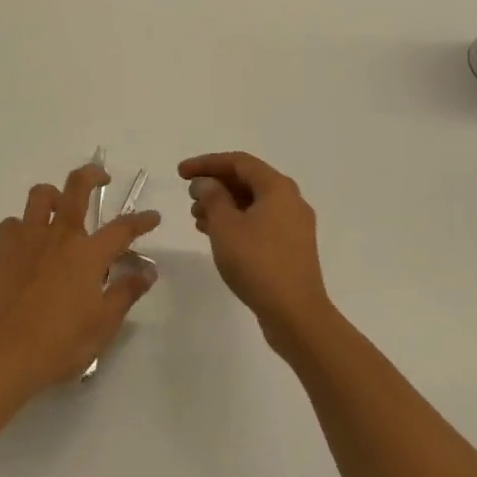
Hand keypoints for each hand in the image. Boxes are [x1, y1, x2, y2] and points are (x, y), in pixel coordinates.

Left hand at [0, 162, 160, 390]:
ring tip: (59, 206)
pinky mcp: (0, 249)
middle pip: (77, 187)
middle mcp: (59, 236)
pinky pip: (13, 223)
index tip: (153, 216)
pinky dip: (23, 226)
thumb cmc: (59, 344)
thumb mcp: (103, 325)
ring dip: (54, 195)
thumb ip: (126, 292)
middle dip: (93, 175)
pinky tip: (27, 243)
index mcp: (88, 254)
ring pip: (40, 195)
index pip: (122, 228)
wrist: (2, 354)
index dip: (141, 220)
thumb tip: (148, 270)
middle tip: (102, 178)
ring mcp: (27, 238)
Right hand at [180, 152, 332, 352]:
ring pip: (252, 203)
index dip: (207, 163)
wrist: (296, 314)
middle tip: (189, 196)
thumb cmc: (257, 263)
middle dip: (215, 184)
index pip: (238, 162)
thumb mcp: (225, 226)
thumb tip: (207, 183)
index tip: (181, 173)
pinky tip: (215, 235)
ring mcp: (294, 225)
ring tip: (196, 217)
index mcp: (277, 188)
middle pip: (247, 181)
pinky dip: (236, 222)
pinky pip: (260, 222)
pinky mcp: (291, 247)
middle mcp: (290, 200)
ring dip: (223, 205)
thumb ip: (212, 197)